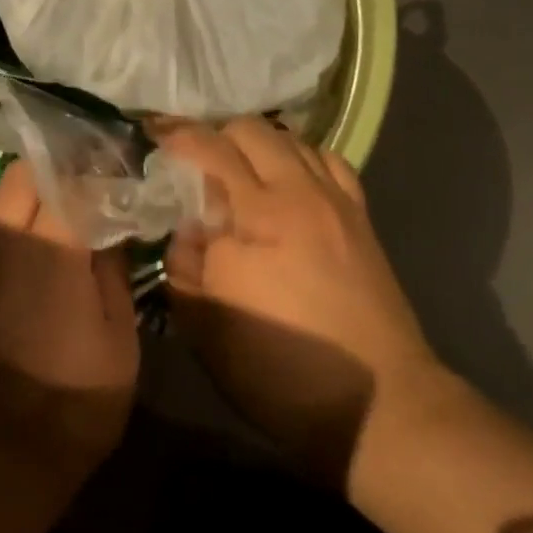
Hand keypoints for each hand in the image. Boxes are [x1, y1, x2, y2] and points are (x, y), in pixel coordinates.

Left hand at [0, 161, 139, 491]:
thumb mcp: (119, 340)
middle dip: (59, 166)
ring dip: (32, 187)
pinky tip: (42, 234)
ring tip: (70, 199)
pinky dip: (15, 215)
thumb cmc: (74, 403)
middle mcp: (8, 243)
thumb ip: (114, 272)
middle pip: (24, 176)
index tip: (124, 169)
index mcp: (53, 251)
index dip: (100, 170)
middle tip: (95, 177)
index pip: (74, 184)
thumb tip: (114, 226)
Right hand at [156, 118, 458, 482]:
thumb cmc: (280, 369)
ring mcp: (337, 202)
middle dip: (215, 134)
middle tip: (191, 160)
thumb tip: (187, 227)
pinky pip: (329, 162)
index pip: (211, 150)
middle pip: (253, 131)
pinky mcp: (361, 219)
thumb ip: (185, 264)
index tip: (153, 136)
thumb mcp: (207, 326)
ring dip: (257, 144)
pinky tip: (289, 182)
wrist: (378, 402)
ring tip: (237, 170)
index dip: (177, 136)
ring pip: (293, 139)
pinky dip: (300, 157)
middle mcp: (300, 193)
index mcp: (258, 215)